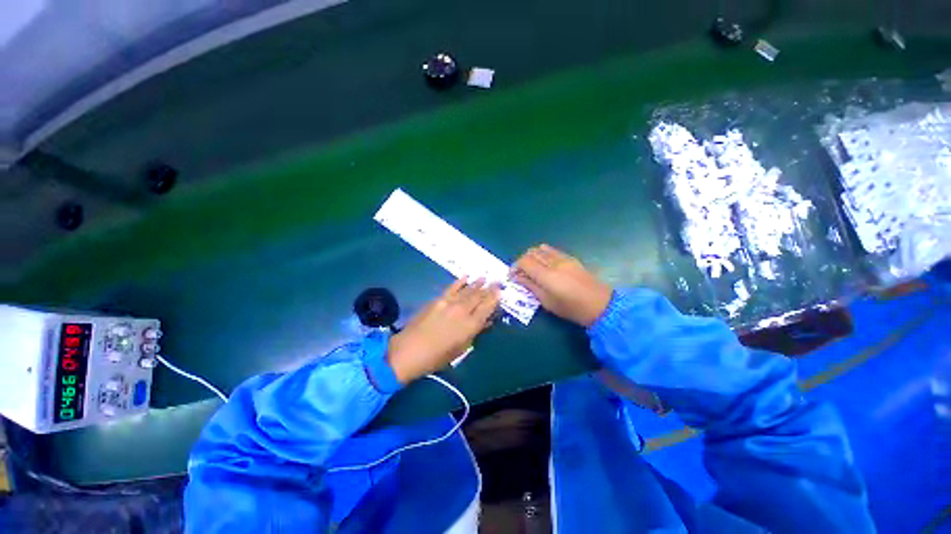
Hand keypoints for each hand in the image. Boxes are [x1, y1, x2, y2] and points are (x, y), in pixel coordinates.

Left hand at [387, 278, 500, 383]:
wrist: (409, 350)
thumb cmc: (437, 357)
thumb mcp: (461, 348)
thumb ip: (475, 333)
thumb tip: (486, 322)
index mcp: (470, 325)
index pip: (486, 308)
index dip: (494, 299)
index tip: (500, 291)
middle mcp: (462, 311)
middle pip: (479, 296)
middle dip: (489, 288)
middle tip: (497, 281)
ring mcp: (449, 303)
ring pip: (467, 290)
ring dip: (477, 283)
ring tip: (485, 277)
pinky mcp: (438, 299)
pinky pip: (452, 287)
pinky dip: (460, 282)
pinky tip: (466, 276)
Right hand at [511, 244, 612, 326]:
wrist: (599, 304)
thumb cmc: (570, 308)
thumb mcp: (547, 301)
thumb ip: (530, 286)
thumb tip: (517, 277)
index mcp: (547, 275)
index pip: (524, 261)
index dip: (515, 267)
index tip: (512, 276)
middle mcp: (554, 262)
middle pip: (531, 252)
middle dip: (522, 261)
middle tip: (521, 273)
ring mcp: (563, 258)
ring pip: (540, 249)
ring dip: (532, 256)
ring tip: (532, 268)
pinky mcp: (570, 258)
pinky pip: (552, 250)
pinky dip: (543, 254)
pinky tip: (544, 265)